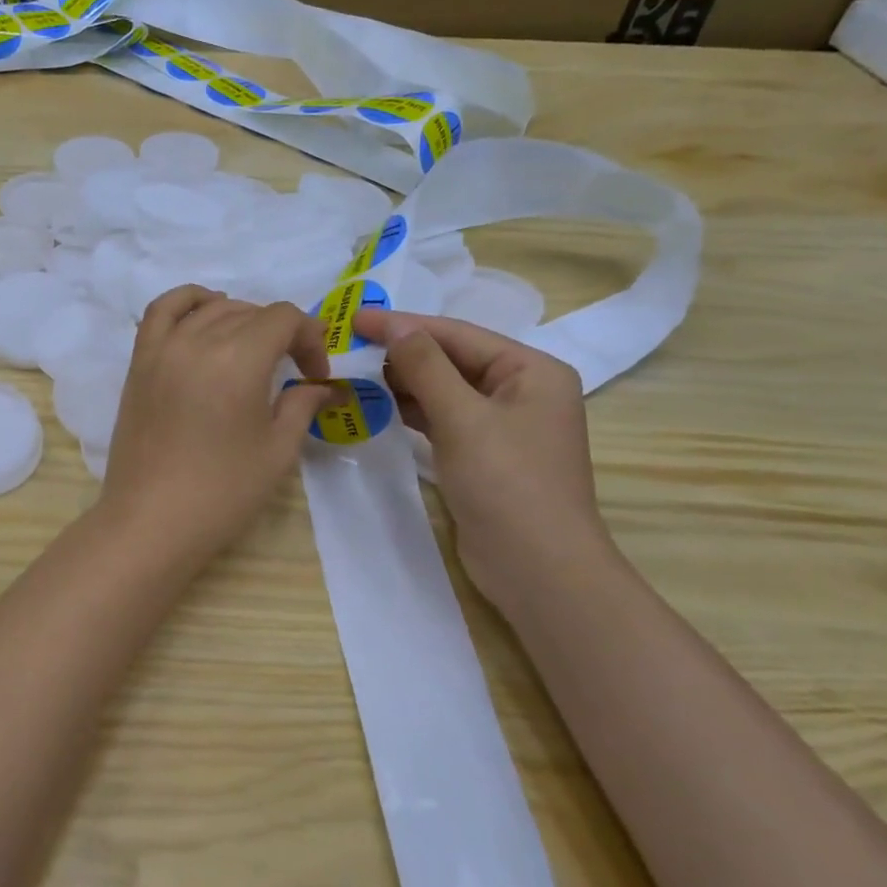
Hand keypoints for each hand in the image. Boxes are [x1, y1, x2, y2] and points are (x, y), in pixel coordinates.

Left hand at [101, 287, 332, 562]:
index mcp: (238, 359)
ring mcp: (162, 348)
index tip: (314, 375)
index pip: (283, 318)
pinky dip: (187, 300)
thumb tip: (322, 386)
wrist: (151, 521)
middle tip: (291, 372)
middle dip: (280, 334)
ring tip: (252, 347)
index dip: (309, 338)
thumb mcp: (277, 451)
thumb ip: (301, 405)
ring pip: (210, 309)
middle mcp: (197, 341)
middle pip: (249, 312)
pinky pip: (161, 311)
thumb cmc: (222, 492)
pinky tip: (205, 312)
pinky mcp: (139, 362)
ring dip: (240, 318)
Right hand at [353, 309, 616, 611]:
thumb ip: (426, 367)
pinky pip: (443, 419)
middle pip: (451, 359)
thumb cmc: (507, 483)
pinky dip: (412, 411)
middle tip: (349, 347)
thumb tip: (395, 327)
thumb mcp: (463, 417)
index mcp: (531, 370)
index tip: (355, 318)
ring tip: (355, 373)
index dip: (404, 324)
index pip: (457, 334)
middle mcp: (521, 390)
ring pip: (444, 390)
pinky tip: (379, 406)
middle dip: (402, 353)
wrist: (537, 569)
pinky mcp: (483, 455)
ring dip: (403, 382)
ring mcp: (502, 425)